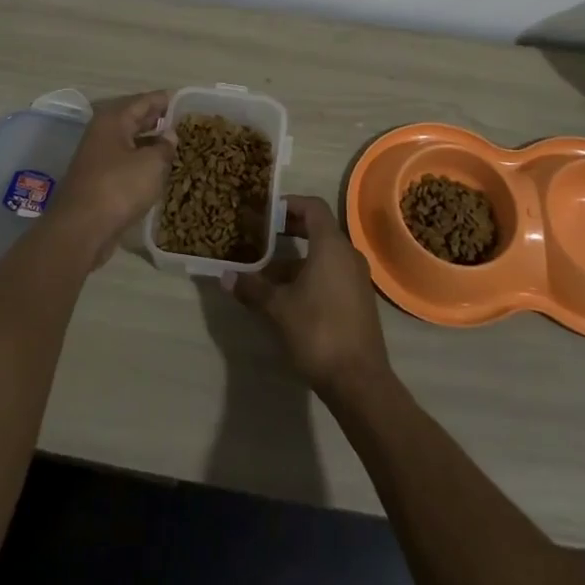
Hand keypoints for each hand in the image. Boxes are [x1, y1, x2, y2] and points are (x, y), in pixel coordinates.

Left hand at [47, 90, 174, 261]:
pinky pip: (126, 162)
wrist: (81, 230)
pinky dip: (142, 162)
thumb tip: (170, 135)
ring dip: (151, 142)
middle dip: (159, 120)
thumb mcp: (151, 164)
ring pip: (130, 142)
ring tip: (178, 145)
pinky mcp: (99, 180)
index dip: (167, 100)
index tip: (188, 101)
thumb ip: (165, 146)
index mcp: (113, 120)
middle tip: (187, 123)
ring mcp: (98, 157)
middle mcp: (103, 133)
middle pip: (135, 119)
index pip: (145, 101)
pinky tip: (160, 170)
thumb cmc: (119, 188)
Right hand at [229, 196, 390, 399]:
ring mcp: (356, 278)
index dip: (290, 204)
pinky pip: (331, 273)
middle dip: (290, 230)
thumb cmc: (318, 331)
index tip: (266, 211)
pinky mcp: (357, 299)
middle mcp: (348, 254)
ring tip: (266, 272)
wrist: (359, 380)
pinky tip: (287, 296)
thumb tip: (226, 277)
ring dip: (296, 258)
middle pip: (318, 229)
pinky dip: (309, 274)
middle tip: (262, 235)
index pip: (313, 207)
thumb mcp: (278, 308)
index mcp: (331, 246)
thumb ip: (253, 288)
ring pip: (323, 255)